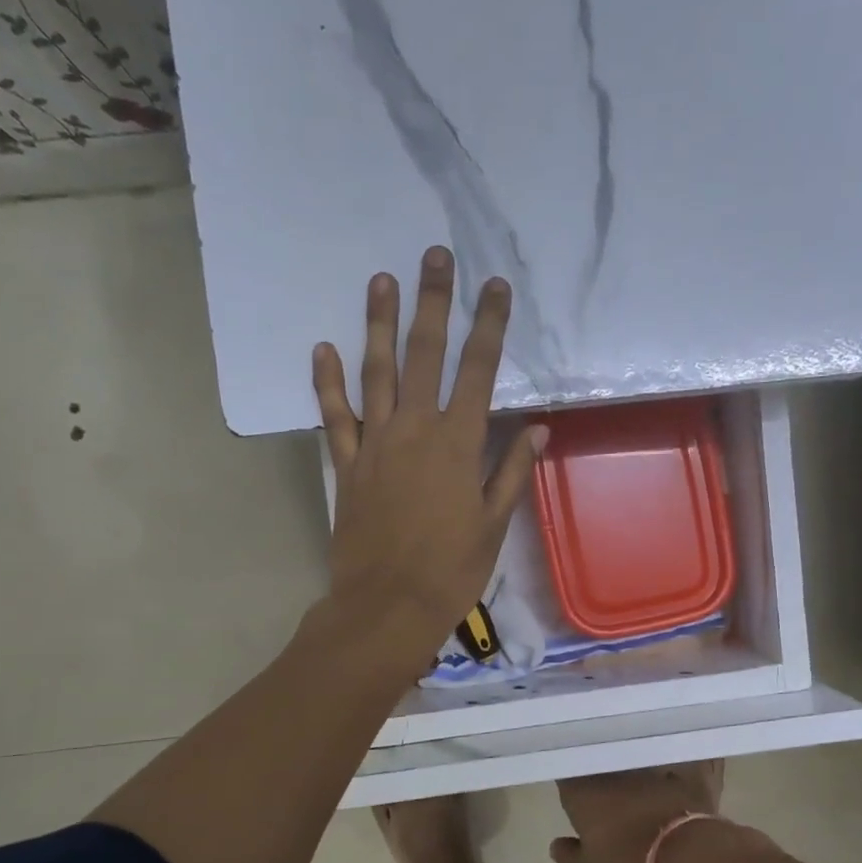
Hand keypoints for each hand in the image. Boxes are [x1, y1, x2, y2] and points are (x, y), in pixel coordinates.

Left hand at [314, 246, 545, 672]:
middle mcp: (415, 431)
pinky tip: (323, 348)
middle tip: (434, 256)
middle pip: (424, 355)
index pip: (479, 372)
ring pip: (376, 373)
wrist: (387, 606)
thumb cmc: (451, 570)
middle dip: (433, 303)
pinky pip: (335, 417)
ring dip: (379, 325)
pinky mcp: (346, 466)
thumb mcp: (493, 524)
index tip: (495, 287)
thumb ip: (512, 472)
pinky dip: (328, 383)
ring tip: (382, 280)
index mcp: (458, 444)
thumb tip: (538, 428)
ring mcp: (375, 445)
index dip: (489, 326)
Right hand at [551, 762, 744, 862]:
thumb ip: (570, 856)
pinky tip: (674, 780)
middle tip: (602, 792)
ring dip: (635, 773)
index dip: (568, 779)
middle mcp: (614, 772)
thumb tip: (556, 845)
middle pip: (601, 765)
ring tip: (637, 787)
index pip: (566, 773)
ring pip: (636, 763)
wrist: (690, 858)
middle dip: (600, 775)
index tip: (570, 790)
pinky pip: (674, 767)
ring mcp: (650, 770)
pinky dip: (672, 774)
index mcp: (583, 791)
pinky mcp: (683, 775)